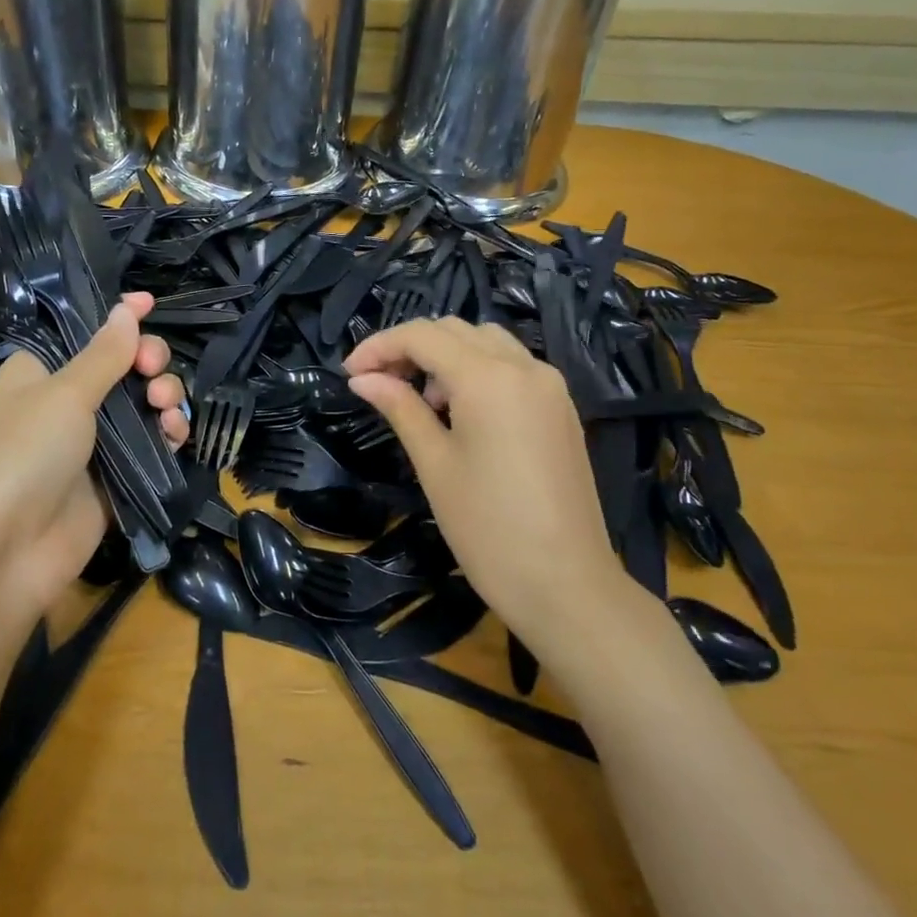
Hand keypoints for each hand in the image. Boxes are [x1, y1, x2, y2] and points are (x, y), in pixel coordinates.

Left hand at [0, 293, 186, 620]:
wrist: (5, 552)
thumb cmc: (24, 453)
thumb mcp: (65, 394)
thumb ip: (104, 354)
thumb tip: (127, 309)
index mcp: (41, 370)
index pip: (85, 332)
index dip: (118, 318)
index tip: (149, 303)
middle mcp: (66, 401)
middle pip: (122, 366)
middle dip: (147, 361)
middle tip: (153, 371)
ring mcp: (91, 441)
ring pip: (141, 404)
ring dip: (163, 397)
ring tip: (166, 407)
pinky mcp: (112, 477)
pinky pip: (149, 444)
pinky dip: (167, 433)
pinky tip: (175, 433)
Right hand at [343, 317, 619, 641]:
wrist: (567, 586)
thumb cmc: (488, 528)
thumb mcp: (434, 464)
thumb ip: (399, 408)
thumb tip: (362, 379)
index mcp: (488, 377)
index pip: (422, 336)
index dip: (379, 346)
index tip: (349, 374)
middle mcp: (524, 367)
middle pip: (455, 330)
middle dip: (410, 347)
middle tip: (378, 384)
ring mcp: (549, 386)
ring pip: (486, 342)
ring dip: (445, 355)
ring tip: (421, 401)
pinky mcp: (561, 408)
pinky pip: (511, 366)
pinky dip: (477, 370)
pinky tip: (459, 411)